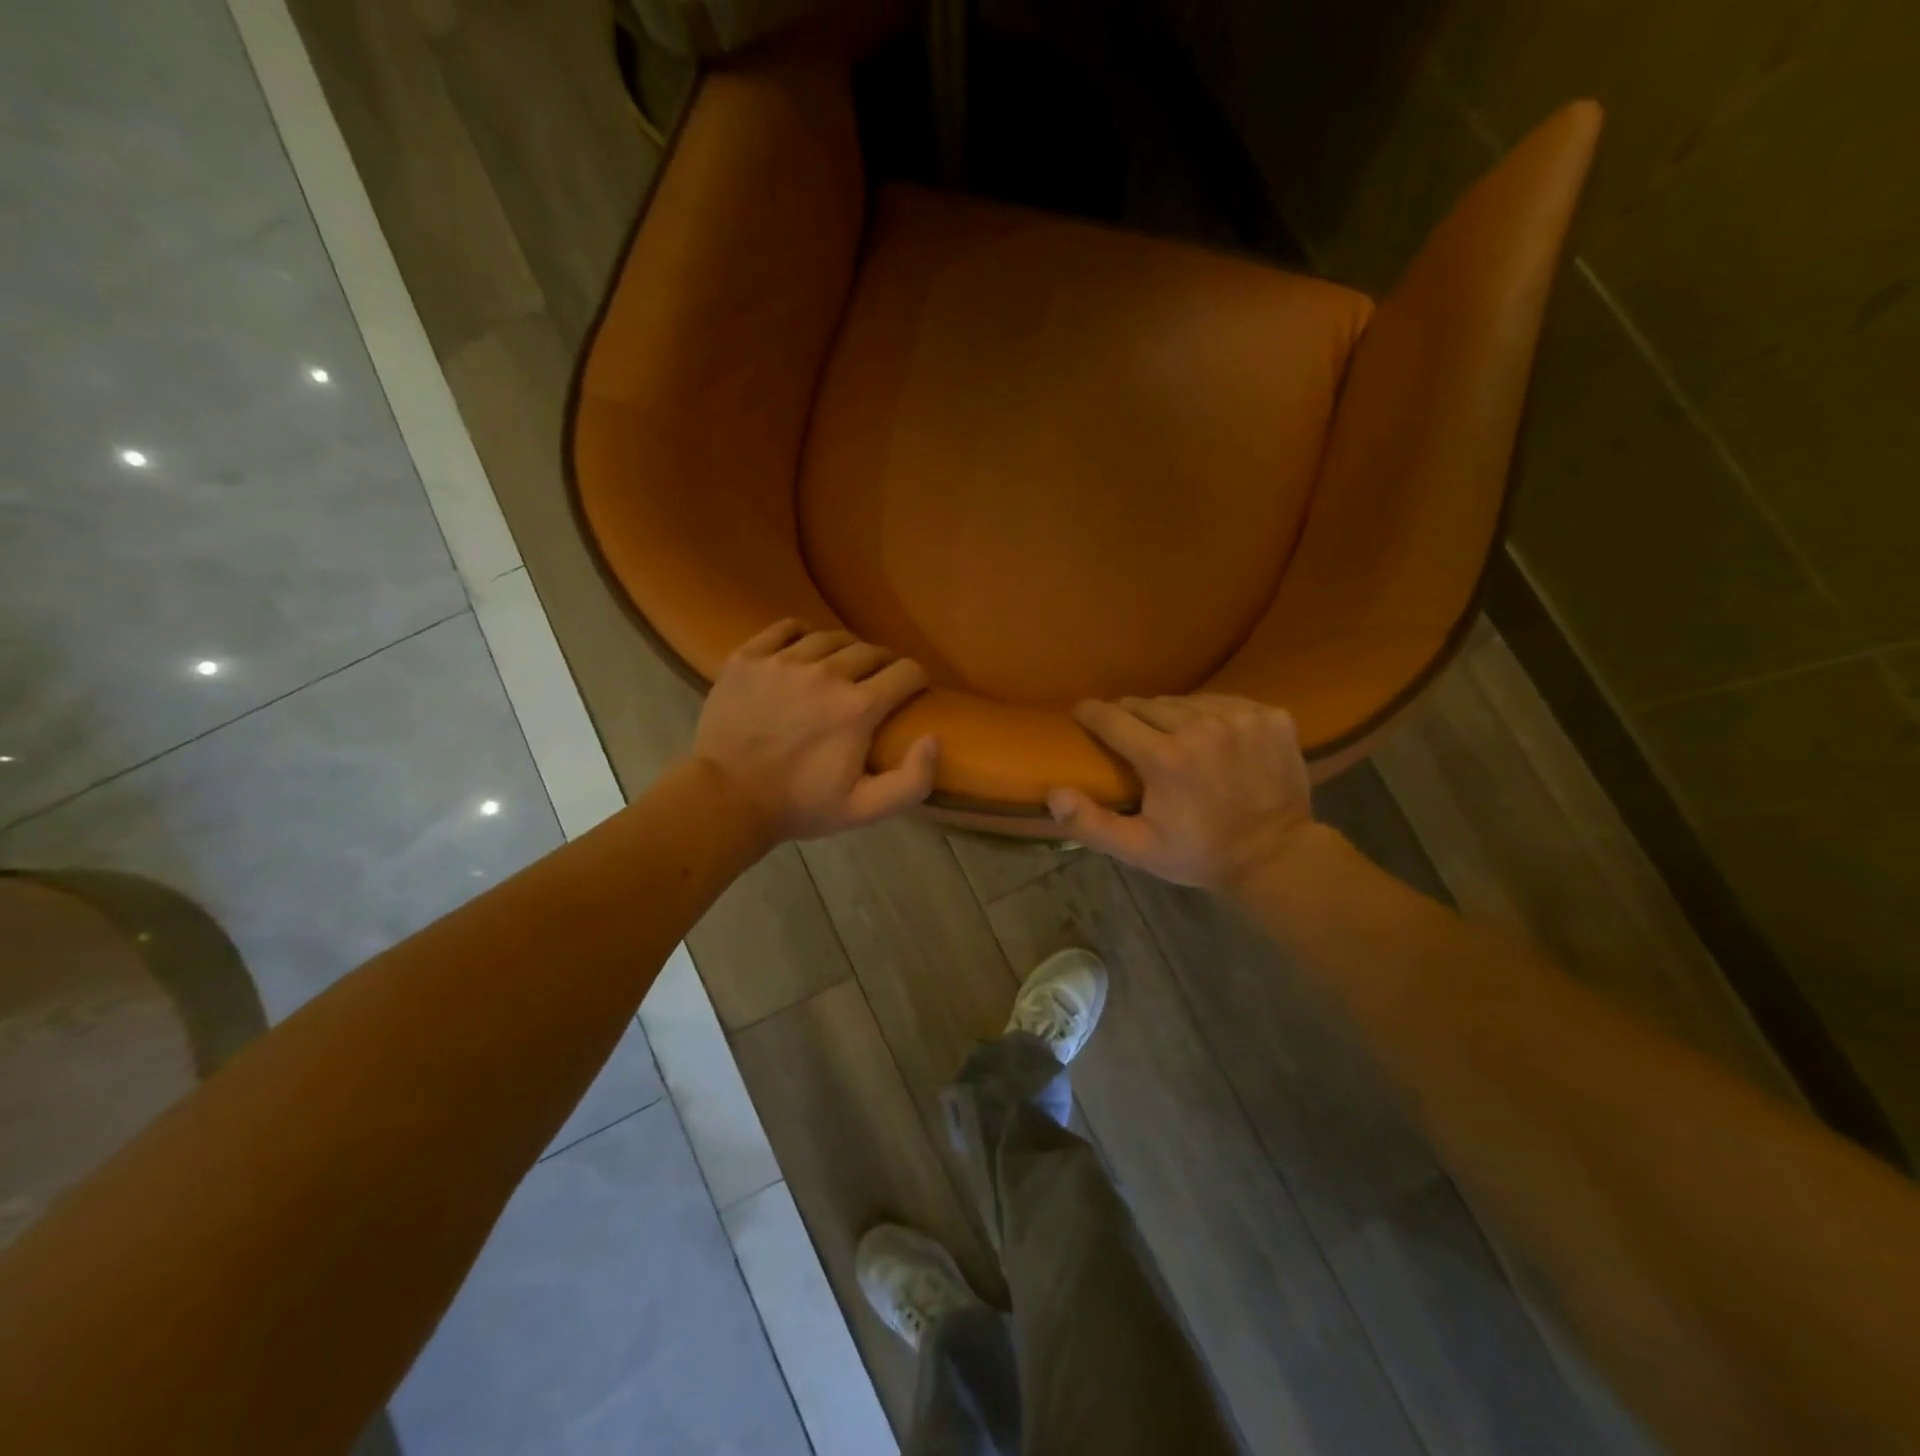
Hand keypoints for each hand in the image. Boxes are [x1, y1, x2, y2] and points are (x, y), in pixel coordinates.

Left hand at [693, 619, 939, 842]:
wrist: (726, 799)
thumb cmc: (799, 806)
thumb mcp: (865, 809)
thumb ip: (912, 781)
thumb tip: (933, 739)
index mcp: (857, 707)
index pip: (906, 672)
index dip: (917, 680)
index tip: (913, 692)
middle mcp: (826, 673)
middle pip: (871, 650)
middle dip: (884, 665)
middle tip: (878, 683)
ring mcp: (783, 661)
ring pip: (830, 637)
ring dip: (846, 650)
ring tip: (842, 668)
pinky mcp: (748, 658)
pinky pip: (785, 628)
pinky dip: (802, 633)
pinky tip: (804, 650)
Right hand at [1046, 694, 1316, 890]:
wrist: (1277, 856)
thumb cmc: (1199, 853)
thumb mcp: (1138, 849)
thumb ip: (1090, 823)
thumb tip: (1052, 793)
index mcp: (1165, 757)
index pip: (1112, 717)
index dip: (1091, 713)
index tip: (1082, 712)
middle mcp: (1201, 726)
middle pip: (1149, 704)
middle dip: (1132, 717)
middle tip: (1130, 736)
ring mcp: (1241, 717)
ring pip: (1187, 700)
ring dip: (1172, 715)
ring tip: (1171, 737)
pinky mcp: (1271, 716)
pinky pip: (1226, 702)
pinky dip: (1212, 715)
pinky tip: (1212, 737)